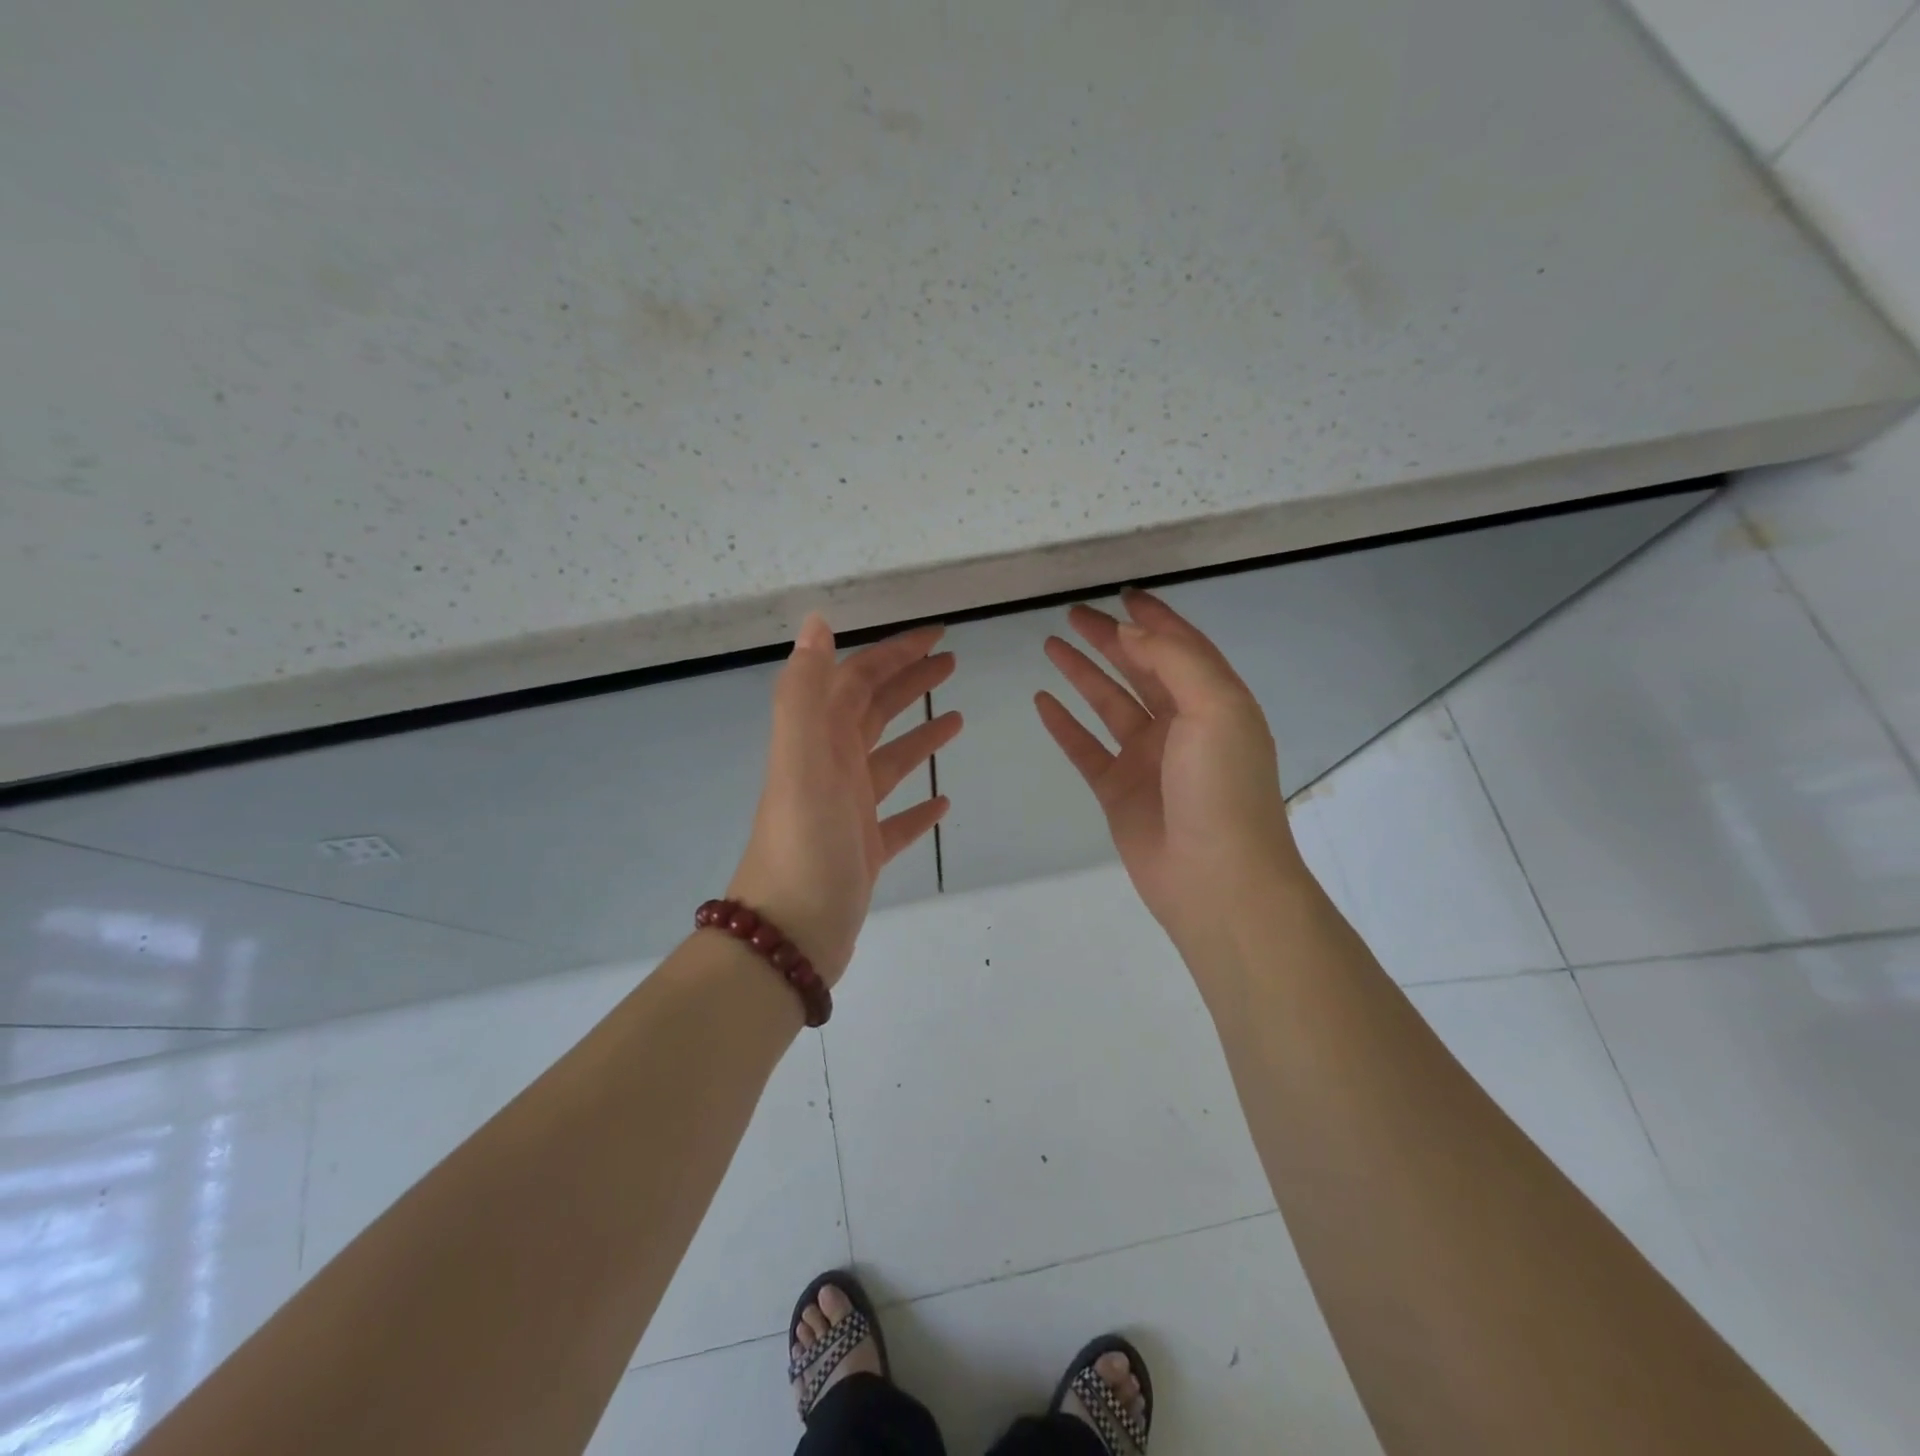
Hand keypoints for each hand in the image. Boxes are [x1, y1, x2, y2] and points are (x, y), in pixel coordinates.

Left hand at [729, 615, 961, 985]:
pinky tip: (943, 801)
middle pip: (874, 713)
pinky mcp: (863, 851)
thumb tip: (816, 622)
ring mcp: (847, 812)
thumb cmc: (803, 844)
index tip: (937, 636)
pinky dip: (918, 805)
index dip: (894, 654)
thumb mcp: (801, 761)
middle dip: (909, 683)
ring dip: (920, 737)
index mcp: (818, 742)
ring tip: (958, 720)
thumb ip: (805, 692)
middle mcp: (830, 769)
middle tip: (952, 664)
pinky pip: (896, 819)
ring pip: (889, 761)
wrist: (789, 935)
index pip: (857, 680)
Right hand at [1035, 590, 1306, 949]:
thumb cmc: (1222, 789)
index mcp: (1214, 701)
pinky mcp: (1118, 790)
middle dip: (1109, 639)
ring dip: (1083, 674)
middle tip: (1072, 614)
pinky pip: (1086, 748)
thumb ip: (1176, 662)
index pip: (1180, 646)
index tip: (1121, 594)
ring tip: (1049, 645)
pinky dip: (1064, 725)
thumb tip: (1132, 633)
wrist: (1216, 879)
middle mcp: (1181, 725)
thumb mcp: (1215, 709)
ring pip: (1109, 704)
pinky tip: (1042, 701)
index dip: (1153, 619)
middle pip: (1140, 669)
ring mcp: (1147, 759)